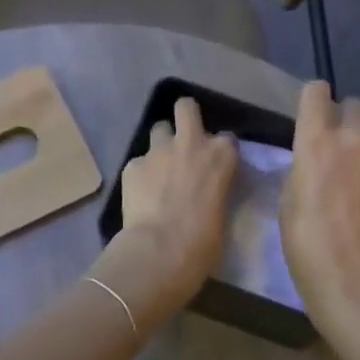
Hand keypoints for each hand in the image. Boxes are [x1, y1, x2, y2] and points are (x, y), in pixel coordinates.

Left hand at [93, 98, 236, 327]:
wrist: (160, 252)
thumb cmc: (204, 243)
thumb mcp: (223, 212)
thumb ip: (217, 190)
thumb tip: (209, 193)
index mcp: (222, 155)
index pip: (227, 138)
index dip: (220, 150)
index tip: (217, 164)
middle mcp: (191, 143)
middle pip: (186, 107)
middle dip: (185, 116)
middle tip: (184, 138)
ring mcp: (158, 151)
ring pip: (158, 129)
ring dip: (161, 144)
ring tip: (160, 167)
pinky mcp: (132, 165)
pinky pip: (138, 162)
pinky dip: (141, 174)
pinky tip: (140, 194)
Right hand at [280, 82, 359, 335]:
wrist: (354, 281)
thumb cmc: (306, 242)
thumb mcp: (288, 199)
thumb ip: (303, 167)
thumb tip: (315, 159)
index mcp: (317, 140)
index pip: (316, 91)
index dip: (313, 100)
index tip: (311, 114)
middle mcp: (354, 140)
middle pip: (356, 105)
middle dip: (346, 118)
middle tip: (337, 145)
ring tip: (358, 175)